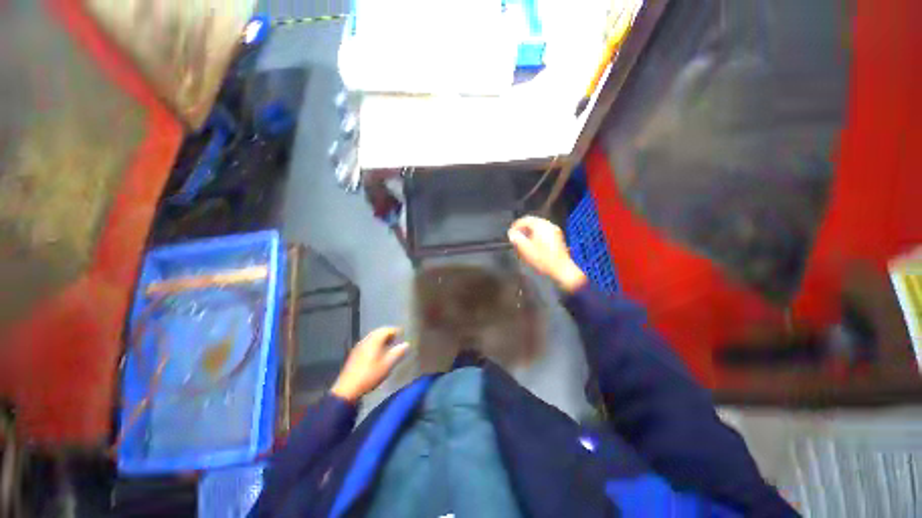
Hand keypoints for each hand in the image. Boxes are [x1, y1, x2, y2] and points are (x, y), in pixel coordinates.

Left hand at [331, 327, 409, 402]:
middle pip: (378, 332)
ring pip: (372, 338)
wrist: (348, 388)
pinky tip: (377, 353)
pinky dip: (375, 344)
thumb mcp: (388, 364)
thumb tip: (407, 344)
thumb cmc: (370, 374)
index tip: (402, 334)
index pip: (386, 330)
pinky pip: (367, 344)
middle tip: (396, 339)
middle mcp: (366, 340)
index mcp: (374, 340)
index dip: (395, 331)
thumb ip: (398, 353)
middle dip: (388, 334)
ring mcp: (359, 347)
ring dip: (381, 339)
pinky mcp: (355, 354)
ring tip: (389, 346)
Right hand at [508, 216, 586, 292]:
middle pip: (533, 221)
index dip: (516, 225)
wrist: (561, 269)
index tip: (511, 233)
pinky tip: (533, 243)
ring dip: (529, 231)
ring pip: (538, 226)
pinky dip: (536, 234)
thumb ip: (517, 239)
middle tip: (516, 237)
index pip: (526, 219)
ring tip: (523, 241)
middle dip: (523, 228)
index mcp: (541, 226)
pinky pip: (544, 231)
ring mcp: (555, 230)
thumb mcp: (526, 250)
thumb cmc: (542, 259)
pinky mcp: (557, 237)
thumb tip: (511, 233)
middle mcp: (549, 225)